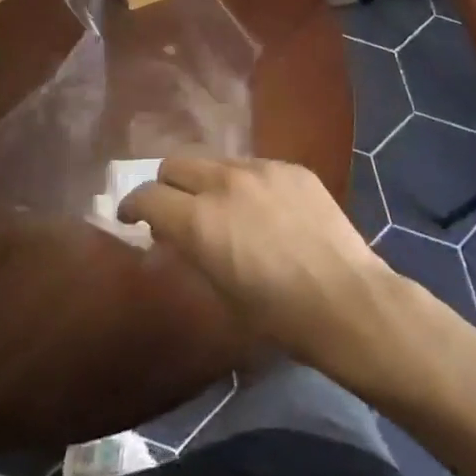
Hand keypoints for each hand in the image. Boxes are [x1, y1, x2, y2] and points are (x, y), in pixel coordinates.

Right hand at [119, 158, 402, 376]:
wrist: (344, 298)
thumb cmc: (278, 315)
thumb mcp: (220, 290)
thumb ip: (191, 250)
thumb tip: (174, 232)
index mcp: (199, 220)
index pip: (147, 195)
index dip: (133, 206)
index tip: (131, 218)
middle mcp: (224, 182)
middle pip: (175, 163)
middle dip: (166, 185)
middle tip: (174, 210)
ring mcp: (261, 168)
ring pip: (215, 159)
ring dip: (206, 180)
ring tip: (221, 207)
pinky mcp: (291, 166)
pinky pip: (254, 165)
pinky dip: (244, 182)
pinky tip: (263, 209)